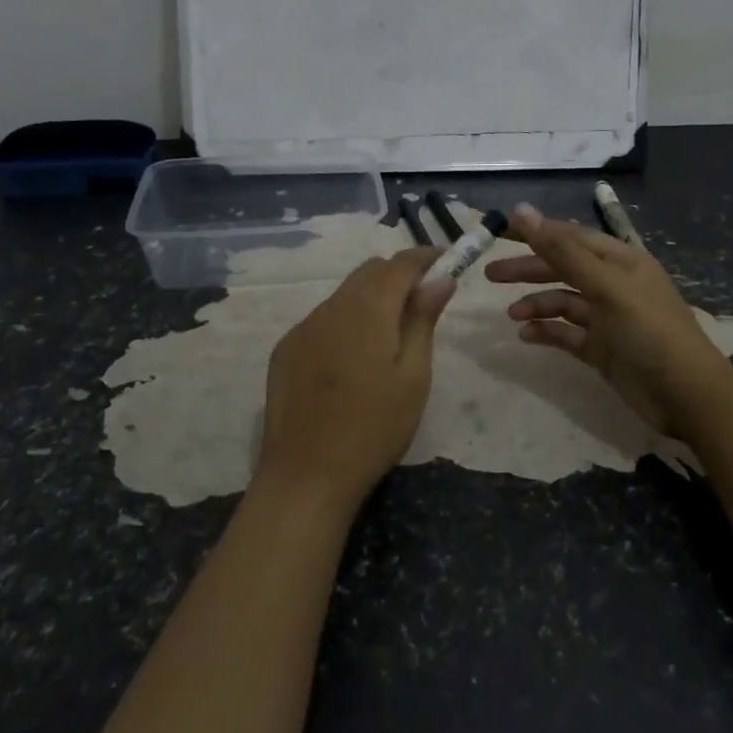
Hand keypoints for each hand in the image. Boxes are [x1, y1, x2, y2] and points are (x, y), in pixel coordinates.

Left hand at [258, 249, 455, 511]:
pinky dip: (346, 321)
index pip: (399, 264)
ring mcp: (303, 328)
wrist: (306, 475)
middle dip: (398, 275)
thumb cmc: (374, 428)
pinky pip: (323, 320)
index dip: (425, 258)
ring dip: (371, 299)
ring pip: (344, 295)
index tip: (447, 262)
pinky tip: (352, 360)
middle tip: (424, 301)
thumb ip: (423, 320)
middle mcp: (330, 307)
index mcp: (366, 309)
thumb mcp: (413, 377)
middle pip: (369, 272)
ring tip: (390, 336)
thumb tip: (440, 280)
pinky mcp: (286, 350)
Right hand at [485, 202, 732, 435]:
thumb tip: (522, 211)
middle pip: (563, 268)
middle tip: (490, 275)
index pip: (571, 237)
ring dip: (536, 303)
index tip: (499, 232)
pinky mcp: (602, 350)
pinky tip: (526, 336)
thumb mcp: (607, 287)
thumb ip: (563, 251)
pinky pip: (567, 334)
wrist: (687, 397)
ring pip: (562, 302)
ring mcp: (608, 319)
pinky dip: (547, 332)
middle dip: (529, 269)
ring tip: (512, 314)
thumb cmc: (650, 332)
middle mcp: (613, 285)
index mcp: (621, 261)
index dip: (537, 232)